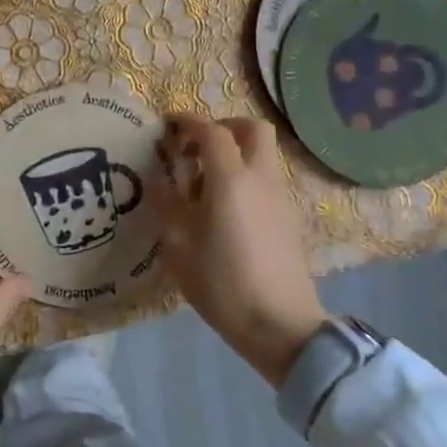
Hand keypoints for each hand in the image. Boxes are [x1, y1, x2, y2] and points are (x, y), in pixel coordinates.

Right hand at [154, 114, 327, 388]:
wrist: (280, 324)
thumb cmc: (222, 283)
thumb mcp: (179, 245)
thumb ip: (166, 204)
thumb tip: (158, 179)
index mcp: (231, 179)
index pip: (211, 132)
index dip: (188, 122)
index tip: (168, 123)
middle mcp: (260, 178)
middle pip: (252, 129)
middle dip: (224, 126)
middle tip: (197, 145)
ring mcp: (280, 197)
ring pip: (262, 154)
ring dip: (236, 152)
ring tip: (204, 181)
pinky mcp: (288, 217)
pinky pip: (266, 178)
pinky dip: (245, 175)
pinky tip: (224, 206)